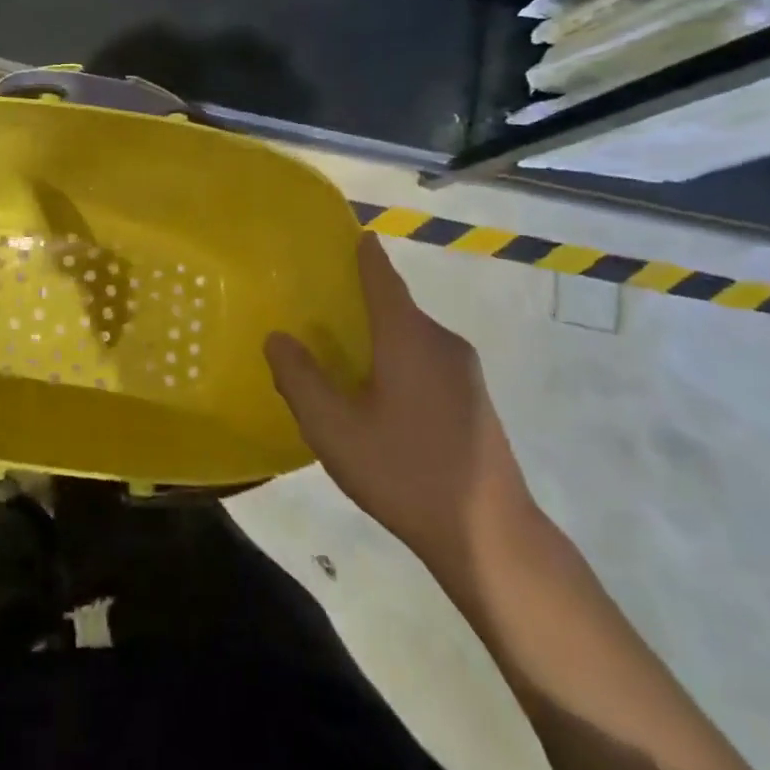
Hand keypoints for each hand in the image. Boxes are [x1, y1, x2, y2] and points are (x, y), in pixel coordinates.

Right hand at [265, 233, 537, 588]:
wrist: (490, 535)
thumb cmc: (404, 471)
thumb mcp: (334, 428)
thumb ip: (300, 379)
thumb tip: (279, 338)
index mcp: (408, 337)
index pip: (382, 278)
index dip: (364, 255)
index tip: (351, 234)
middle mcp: (441, 342)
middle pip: (397, 306)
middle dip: (362, 300)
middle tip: (321, 305)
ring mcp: (465, 371)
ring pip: (412, 336)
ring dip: (380, 334)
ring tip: (342, 350)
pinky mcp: (474, 399)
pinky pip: (427, 359)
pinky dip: (399, 358)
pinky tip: (379, 392)